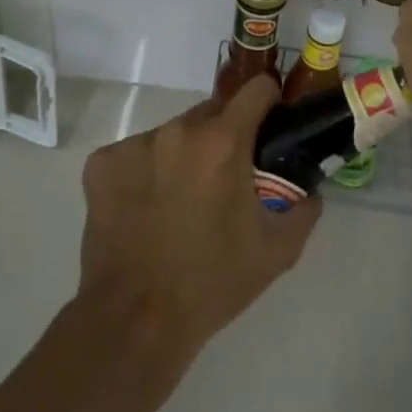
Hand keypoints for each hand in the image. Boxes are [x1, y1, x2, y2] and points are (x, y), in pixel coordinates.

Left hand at [76, 76, 321, 362]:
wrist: (135, 321)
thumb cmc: (212, 283)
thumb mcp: (277, 252)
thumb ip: (304, 210)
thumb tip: (310, 191)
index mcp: (223, 141)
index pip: (256, 90)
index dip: (268, 102)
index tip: (269, 124)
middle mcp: (178, 130)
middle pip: (211, 113)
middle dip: (223, 137)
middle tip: (224, 180)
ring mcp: (134, 144)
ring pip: (171, 135)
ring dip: (182, 155)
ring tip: (179, 203)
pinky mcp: (101, 164)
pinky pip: (133, 155)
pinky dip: (143, 173)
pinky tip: (143, 211)